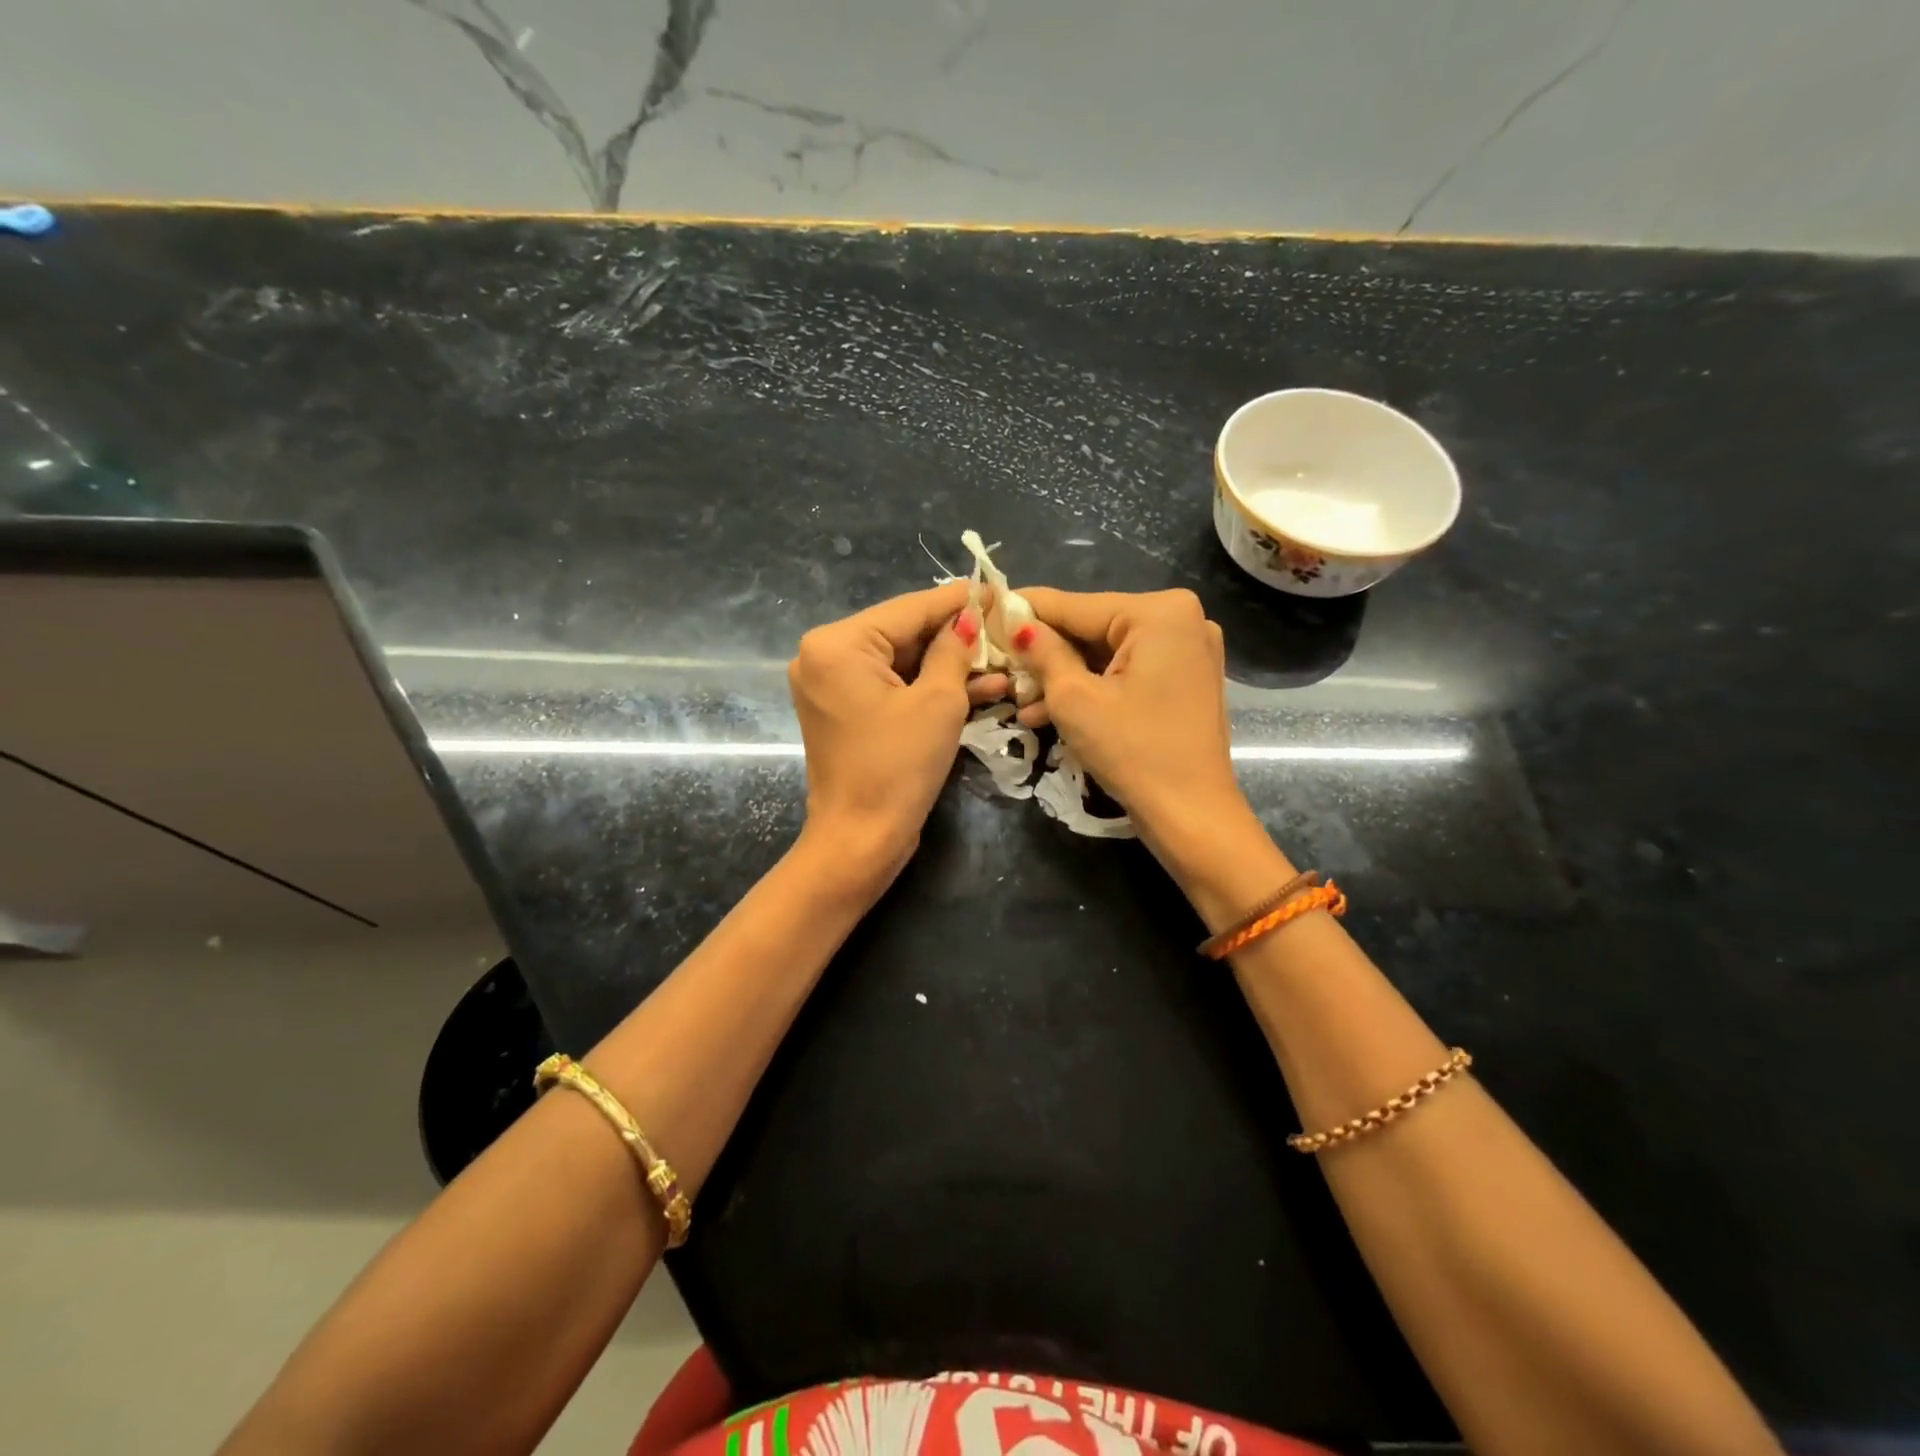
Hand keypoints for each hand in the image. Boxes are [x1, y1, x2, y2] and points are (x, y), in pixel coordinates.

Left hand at [788, 581, 1008, 882]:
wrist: (861, 840)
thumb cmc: (898, 767)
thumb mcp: (938, 702)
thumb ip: (954, 650)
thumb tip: (970, 616)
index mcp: (837, 644)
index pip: (909, 609)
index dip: (958, 600)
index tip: (998, 588)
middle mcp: (825, 656)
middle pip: (904, 633)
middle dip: (957, 636)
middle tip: (1005, 627)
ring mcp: (832, 685)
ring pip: (903, 663)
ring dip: (951, 666)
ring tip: (1004, 661)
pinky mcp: (847, 711)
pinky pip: (893, 688)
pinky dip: (929, 689)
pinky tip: (982, 687)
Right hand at [1011, 588, 1247, 850]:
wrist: (1191, 815)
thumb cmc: (1131, 751)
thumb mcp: (1074, 699)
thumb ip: (1042, 652)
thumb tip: (1015, 623)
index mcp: (1159, 612)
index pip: (1076, 605)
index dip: (1025, 610)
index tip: (985, 611)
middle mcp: (1181, 619)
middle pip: (1092, 628)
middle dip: (1044, 654)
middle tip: (999, 666)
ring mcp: (1187, 650)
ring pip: (1106, 654)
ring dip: (1062, 677)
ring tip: (1017, 700)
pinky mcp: (1184, 679)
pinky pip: (1126, 672)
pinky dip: (1092, 689)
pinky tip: (1047, 712)